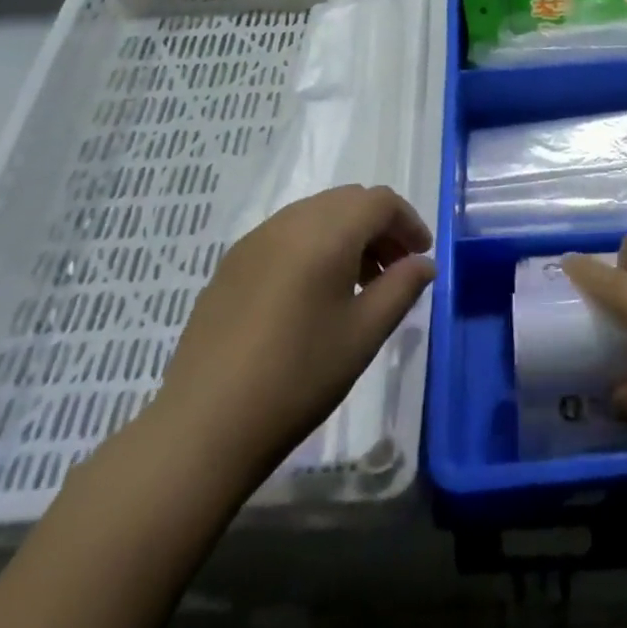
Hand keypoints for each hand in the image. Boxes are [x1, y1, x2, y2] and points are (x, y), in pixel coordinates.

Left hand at [152, 185, 433, 481]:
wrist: (203, 426)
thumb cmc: (298, 377)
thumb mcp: (364, 333)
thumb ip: (401, 288)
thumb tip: (423, 263)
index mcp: (326, 232)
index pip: (379, 202)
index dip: (408, 221)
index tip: (421, 256)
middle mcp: (289, 222)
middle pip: (347, 201)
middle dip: (379, 226)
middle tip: (395, 268)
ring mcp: (254, 241)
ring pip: (315, 215)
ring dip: (346, 235)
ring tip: (358, 283)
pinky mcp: (230, 265)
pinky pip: (286, 235)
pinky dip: (314, 246)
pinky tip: (313, 294)